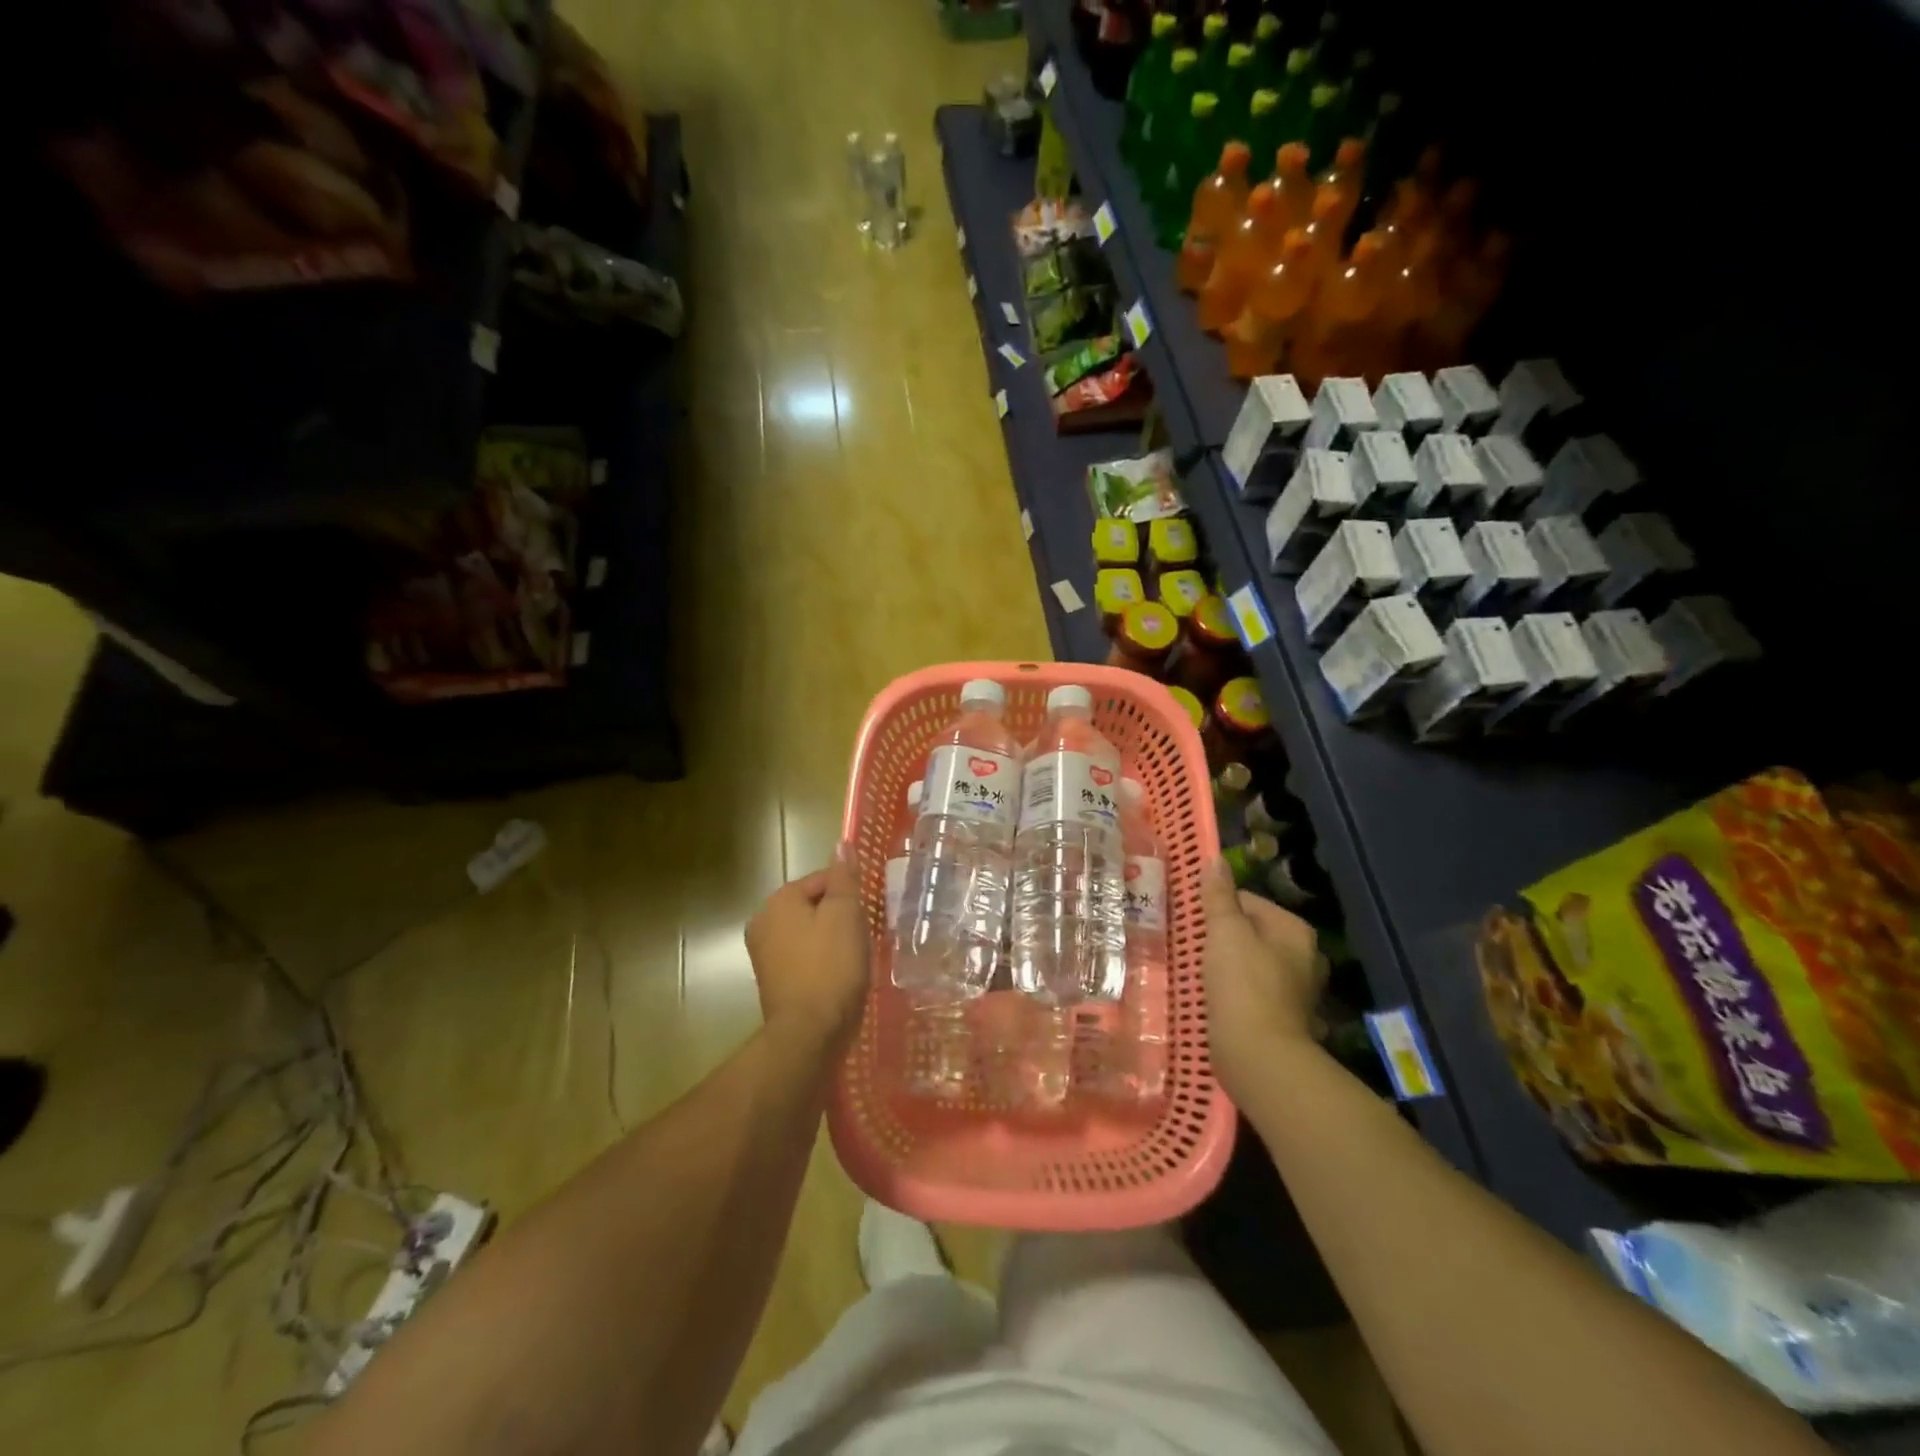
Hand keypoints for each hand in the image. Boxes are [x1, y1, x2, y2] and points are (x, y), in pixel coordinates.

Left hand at [744, 846, 870, 1050]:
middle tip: (865, 936)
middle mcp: (763, 922)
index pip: (823, 879)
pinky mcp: (774, 982)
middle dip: (841, 917)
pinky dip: (823, 962)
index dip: (850, 893)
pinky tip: (841, 977)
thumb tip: (842, 844)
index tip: (868, 913)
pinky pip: (805, 958)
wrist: (810, 1034)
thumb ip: (844, 877)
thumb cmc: (831, 967)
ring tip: (856, 958)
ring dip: (834, 940)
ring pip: (811, 933)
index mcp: (779, 901)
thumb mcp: (846, 914)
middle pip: (815, 906)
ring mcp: (765, 955)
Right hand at [1200, 857, 1326, 1098]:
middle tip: (1193, 945)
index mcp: (1295, 930)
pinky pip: (1252, 990)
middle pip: (1252, 932)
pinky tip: (1214, 997)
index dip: (1218, 908)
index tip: (1194, 921)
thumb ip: (1219, 896)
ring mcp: (1297, 990)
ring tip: (1199, 971)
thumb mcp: (1225, 931)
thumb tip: (1215, 860)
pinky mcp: (1282, 1017)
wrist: (1258, 1055)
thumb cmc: (1243, 984)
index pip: (1250, 902)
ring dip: (1228, 964)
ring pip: (1252, 962)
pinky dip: (1235, 990)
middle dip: (1223, 937)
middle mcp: (1305, 957)